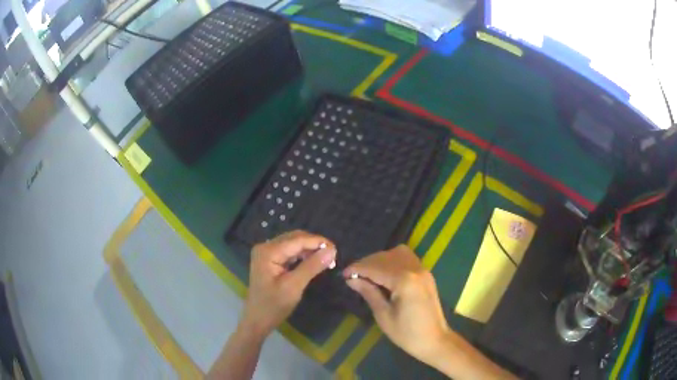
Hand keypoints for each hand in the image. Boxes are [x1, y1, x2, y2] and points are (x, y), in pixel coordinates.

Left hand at [242, 230, 336, 336]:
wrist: (257, 320)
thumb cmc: (273, 306)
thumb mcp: (294, 286)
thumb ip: (312, 266)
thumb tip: (332, 250)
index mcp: (268, 251)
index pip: (297, 240)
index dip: (318, 242)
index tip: (337, 250)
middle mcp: (266, 247)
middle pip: (295, 238)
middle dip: (314, 245)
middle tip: (333, 256)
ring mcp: (267, 253)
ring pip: (293, 244)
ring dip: (310, 250)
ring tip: (326, 260)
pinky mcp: (270, 260)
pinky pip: (289, 252)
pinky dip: (302, 256)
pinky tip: (313, 262)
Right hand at [343, 245, 449, 364]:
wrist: (435, 340)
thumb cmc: (407, 334)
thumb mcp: (384, 316)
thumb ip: (369, 293)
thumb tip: (351, 279)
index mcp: (404, 281)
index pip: (375, 267)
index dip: (357, 269)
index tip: (343, 274)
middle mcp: (414, 269)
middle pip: (385, 257)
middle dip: (367, 263)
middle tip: (353, 275)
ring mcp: (423, 270)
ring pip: (397, 253)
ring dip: (380, 259)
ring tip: (368, 273)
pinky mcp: (426, 274)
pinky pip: (407, 258)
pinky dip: (393, 260)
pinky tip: (385, 273)